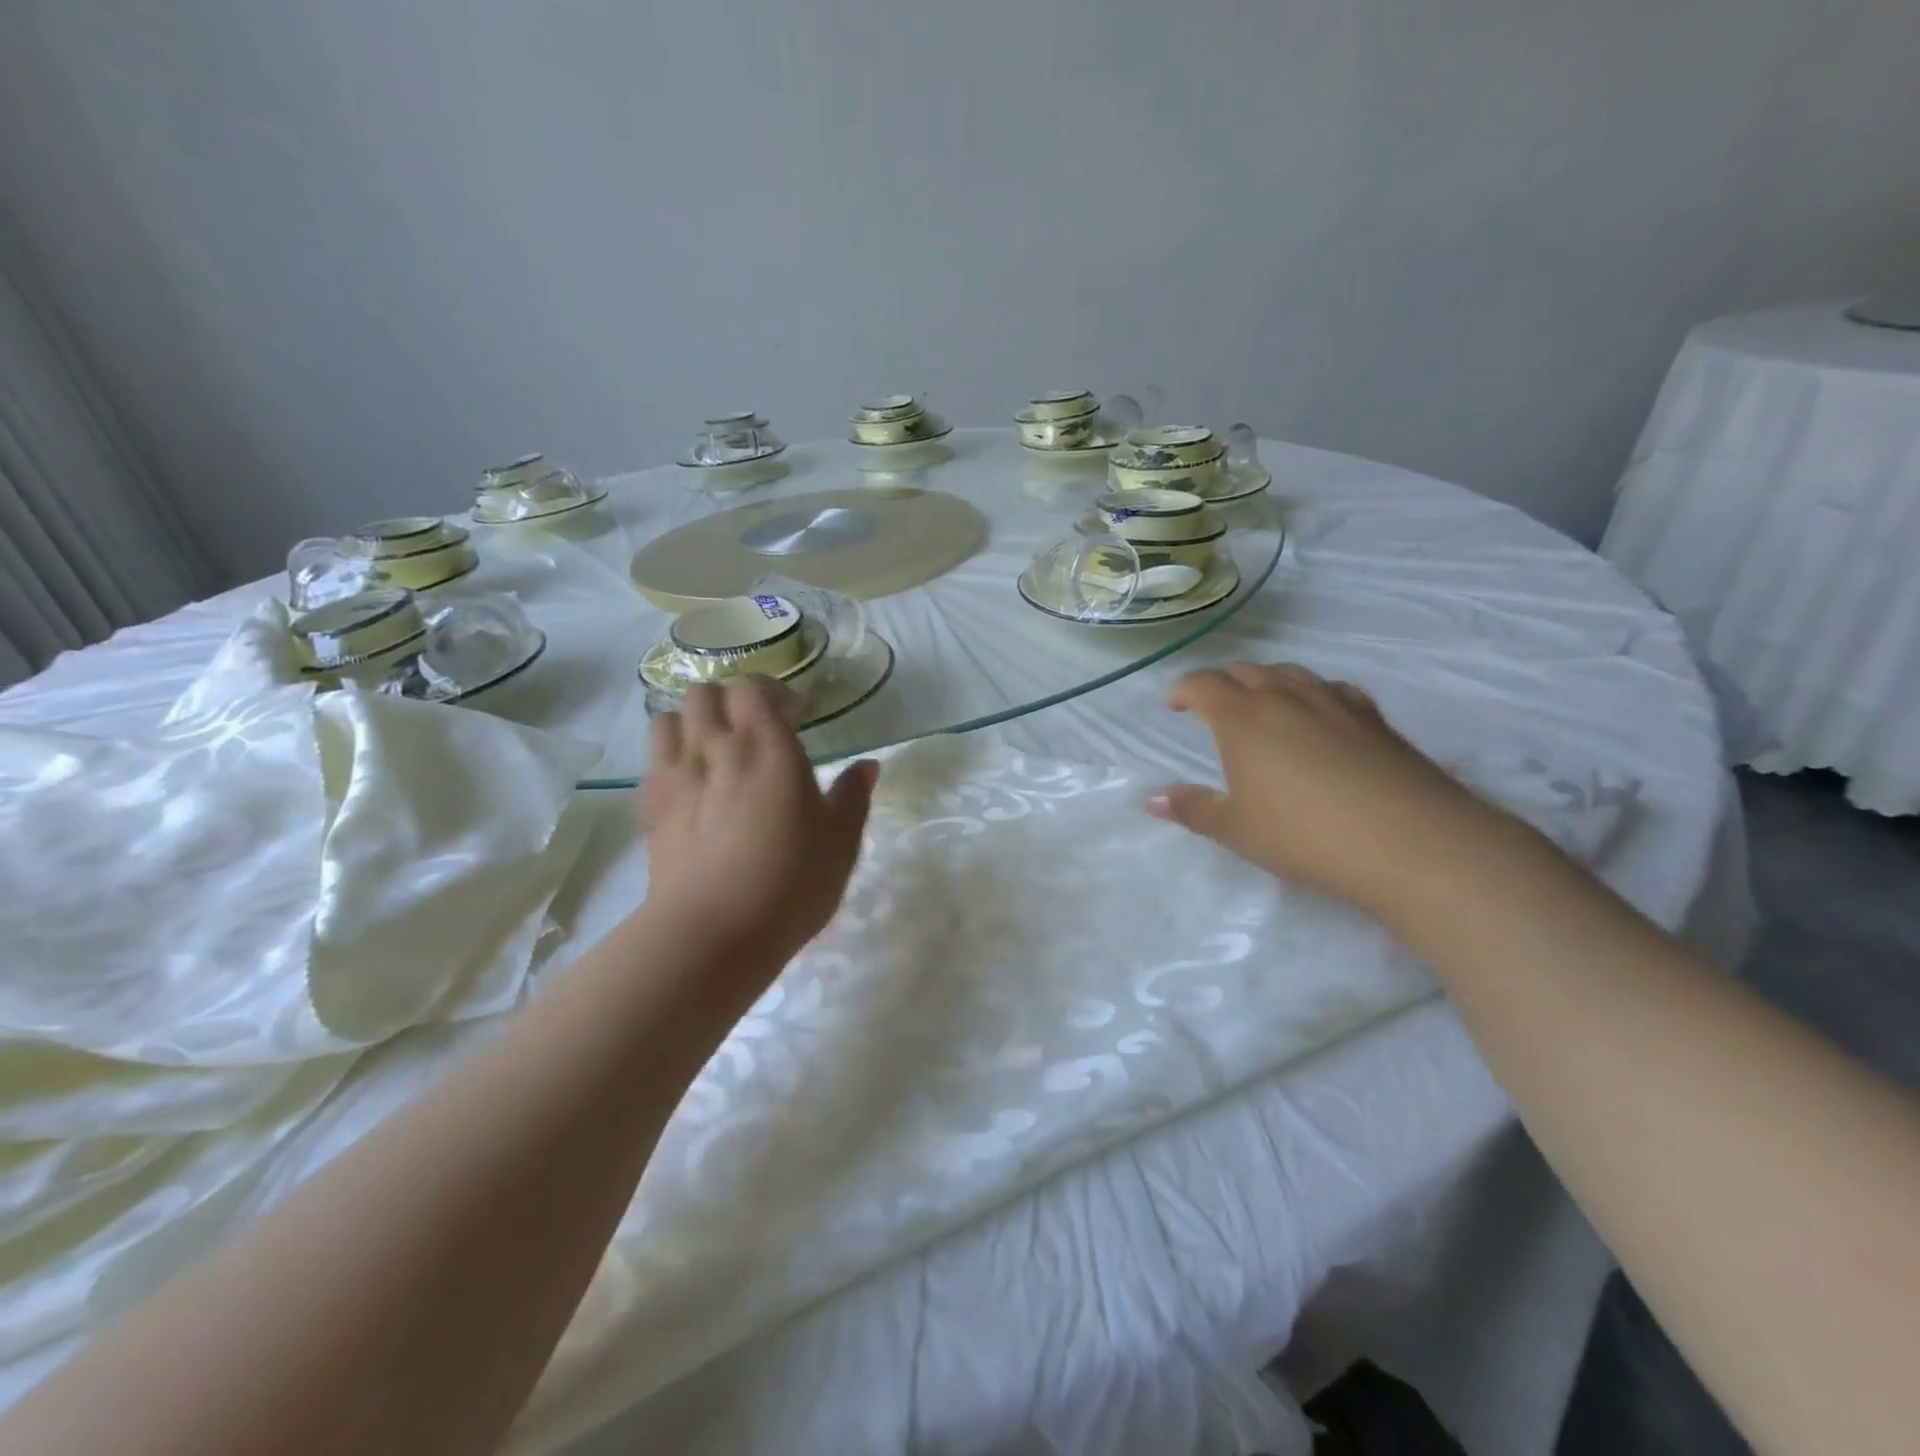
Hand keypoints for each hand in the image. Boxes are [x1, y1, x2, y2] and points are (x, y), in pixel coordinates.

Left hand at [640, 679, 876, 968]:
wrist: (712, 932)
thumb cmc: (790, 882)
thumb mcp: (840, 842)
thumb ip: (852, 796)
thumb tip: (868, 766)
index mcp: (766, 746)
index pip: (753, 689)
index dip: (774, 694)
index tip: (797, 716)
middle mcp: (714, 748)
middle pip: (705, 693)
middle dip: (730, 701)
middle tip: (755, 728)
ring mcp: (675, 776)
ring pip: (668, 719)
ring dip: (692, 723)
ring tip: (715, 749)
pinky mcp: (650, 809)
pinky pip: (653, 762)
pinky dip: (671, 759)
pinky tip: (691, 786)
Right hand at [1148, 663, 1508, 917]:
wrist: (1411, 841)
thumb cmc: (1305, 836)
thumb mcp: (1238, 830)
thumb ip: (1193, 809)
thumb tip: (1153, 800)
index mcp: (1243, 718)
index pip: (1204, 684)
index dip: (1183, 690)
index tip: (1173, 704)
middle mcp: (1285, 697)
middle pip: (1246, 671)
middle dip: (1222, 683)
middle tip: (1212, 706)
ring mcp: (1334, 701)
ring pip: (1290, 673)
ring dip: (1266, 682)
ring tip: (1261, 705)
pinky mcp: (1374, 717)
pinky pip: (1331, 688)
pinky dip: (1311, 693)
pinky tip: (1319, 716)